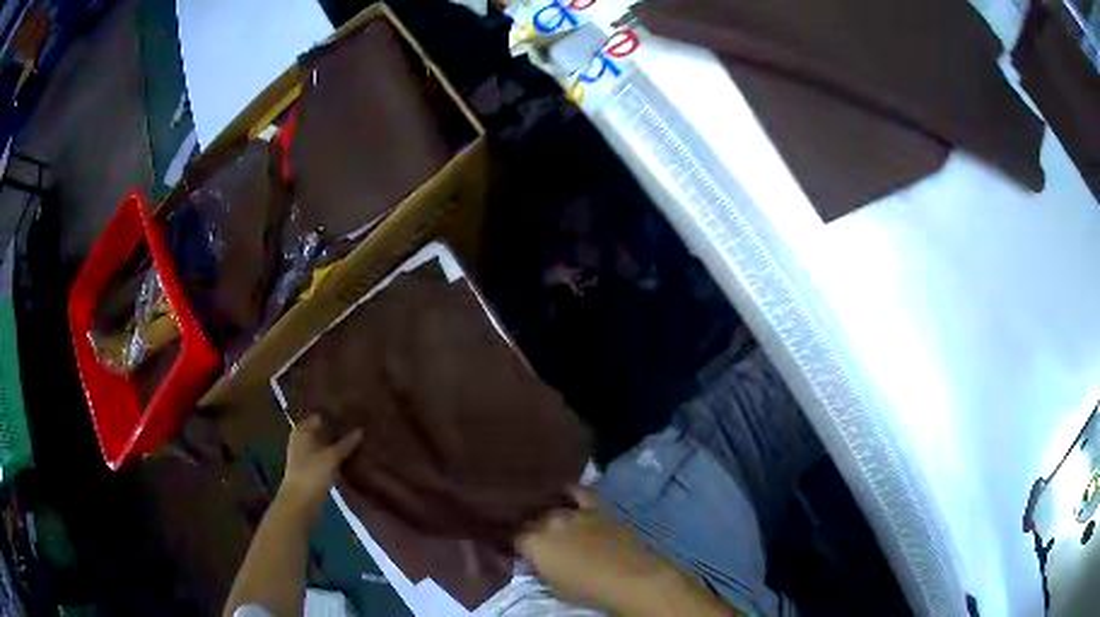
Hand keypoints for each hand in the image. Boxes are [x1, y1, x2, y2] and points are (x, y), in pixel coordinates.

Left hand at [280, 415, 361, 512]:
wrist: (301, 502)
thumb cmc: (312, 473)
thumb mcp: (331, 457)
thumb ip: (346, 444)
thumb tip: (360, 430)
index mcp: (302, 431)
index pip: (319, 416)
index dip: (334, 415)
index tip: (352, 414)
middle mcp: (302, 440)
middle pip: (322, 431)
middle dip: (337, 430)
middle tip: (358, 427)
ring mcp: (306, 456)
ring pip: (324, 445)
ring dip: (337, 445)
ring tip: (358, 441)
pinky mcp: (311, 470)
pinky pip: (326, 458)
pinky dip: (335, 457)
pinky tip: (350, 458)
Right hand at [517, 488, 724, 615]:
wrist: (632, 578)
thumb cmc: (589, 591)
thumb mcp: (555, 587)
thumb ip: (541, 570)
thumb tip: (535, 563)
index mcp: (533, 543)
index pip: (514, 538)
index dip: (517, 546)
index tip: (520, 552)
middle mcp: (549, 522)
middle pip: (533, 521)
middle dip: (532, 530)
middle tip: (538, 542)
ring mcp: (574, 512)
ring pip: (553, 509)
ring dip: (550, 516)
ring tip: (551, 522)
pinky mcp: (597, 508)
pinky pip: (579, 492)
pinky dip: (570, 492)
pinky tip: (565, 490)